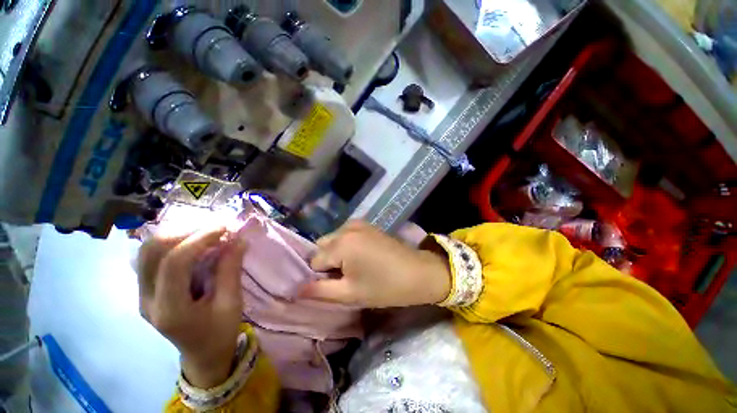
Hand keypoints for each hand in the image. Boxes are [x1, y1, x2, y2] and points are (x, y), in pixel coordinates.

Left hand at [137, 228, 245, 387]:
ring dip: (175, 234)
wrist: (202, 355)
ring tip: (204, 229)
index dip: (199, 239)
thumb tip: (237, 239)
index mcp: (170, 310)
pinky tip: (191, 240)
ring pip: (146, 251)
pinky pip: (150, 257)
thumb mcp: (232, 303)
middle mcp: (146, 300)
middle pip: (151, 252)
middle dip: (184, 231)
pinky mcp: (145, 290)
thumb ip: (231, 270)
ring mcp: (141, 295)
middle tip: (214, 226)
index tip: (224, 227)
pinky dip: (170, 242)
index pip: (174, 263)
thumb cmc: (220, 332)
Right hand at [302, 221, 451, 307]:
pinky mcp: (366, 224)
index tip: (338, 285)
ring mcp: (357, 224)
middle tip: (345, 277)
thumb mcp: (350, 294)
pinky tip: (361, 257)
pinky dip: (346, 246)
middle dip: (327, 263)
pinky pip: (345, 235)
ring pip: (333, 240)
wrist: (418, 272)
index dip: (322, 277)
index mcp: (341, 243)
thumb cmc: (385, 286)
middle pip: (322, 247)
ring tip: (354, 268)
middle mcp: (346, 228)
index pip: (314, 262)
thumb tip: (294, 290)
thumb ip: (319, 291)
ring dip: (336, 254)